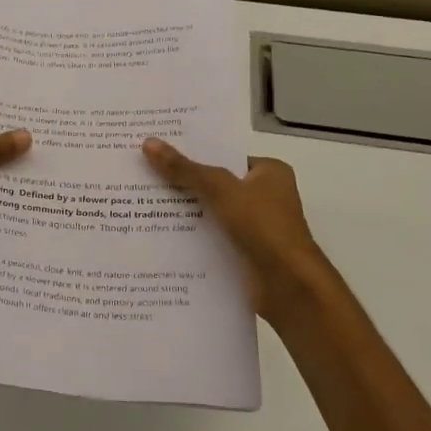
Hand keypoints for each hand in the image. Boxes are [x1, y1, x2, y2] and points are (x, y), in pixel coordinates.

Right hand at [142, 138, 335, 321]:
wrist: (289, 287)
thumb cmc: (263, 227)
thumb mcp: (221, 190)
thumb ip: (185, 169)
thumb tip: (148, 143)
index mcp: (270, 173)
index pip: (225, 157)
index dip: (193, 153)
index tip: (157, 152)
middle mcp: (265, 197)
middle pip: (215, 185)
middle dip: (182, 184)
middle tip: (142, 177)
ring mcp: (255, 228)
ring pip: (211, 214)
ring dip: (184, 214)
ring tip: (141, 205)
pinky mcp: (245, 254)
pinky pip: (212, 239)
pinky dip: (191, 239)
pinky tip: (159, 237)